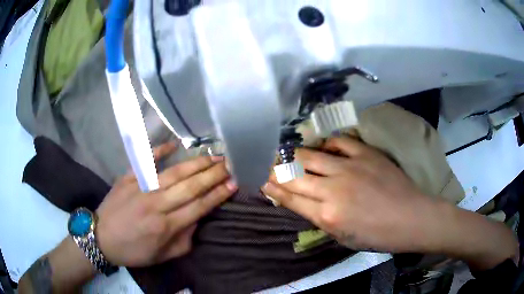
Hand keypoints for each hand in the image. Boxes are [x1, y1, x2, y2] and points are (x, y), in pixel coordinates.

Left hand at [95, 142, 236, 266]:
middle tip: (229, 164)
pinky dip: (160, 151)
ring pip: (174, 173)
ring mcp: (141, 187)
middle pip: (190, 186)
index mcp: (166, 226)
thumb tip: (198, 220)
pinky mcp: (128, 177)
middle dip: (213, 175)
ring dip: (196, 164)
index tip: (233, 183)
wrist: (101, 237)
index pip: (199, 206)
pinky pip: (146, 161)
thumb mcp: (162, 256)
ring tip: (213, 156)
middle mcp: (156, 204)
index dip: (218, 194)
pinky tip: (174, 144)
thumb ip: (184, 240)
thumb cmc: (133, 250)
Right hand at [262, 136, 435, 252]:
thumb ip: (319, 218)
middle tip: (267, 165)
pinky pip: (338, 142)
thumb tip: (301, 201)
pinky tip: (324, 148)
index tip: (260, 179)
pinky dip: (327, 144)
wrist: (410, 217)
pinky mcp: (365, 154)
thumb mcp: (343, 236)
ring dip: (294, 155)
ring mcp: (349, 168)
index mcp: (327, 216)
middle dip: (275, 170)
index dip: (272, 187)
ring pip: (310, 155)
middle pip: (294, 175)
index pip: (290, 197)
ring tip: (288, 153)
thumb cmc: (376, 235)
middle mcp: (333, 189)